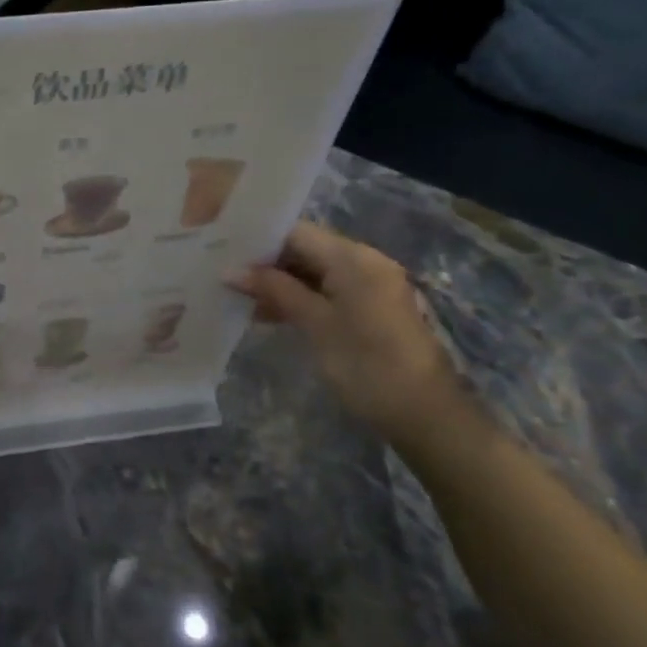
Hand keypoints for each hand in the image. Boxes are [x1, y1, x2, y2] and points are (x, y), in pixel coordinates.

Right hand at [226, 223, 467, 448]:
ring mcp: (370, 285)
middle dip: (265, 262)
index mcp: (353, 257)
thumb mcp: (315, 324)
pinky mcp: (371, 308)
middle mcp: (364, 261)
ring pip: (314, 271)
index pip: (296, 231)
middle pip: (305, 249)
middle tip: (223, 274)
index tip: (221, 250)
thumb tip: (230, 271)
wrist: (425, 415)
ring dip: (279, 283)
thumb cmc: (366, 364)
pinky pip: (327, 290)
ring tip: (238, 296)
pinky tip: (269, 313)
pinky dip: (299, 297)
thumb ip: (274, 290)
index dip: (258, 240)